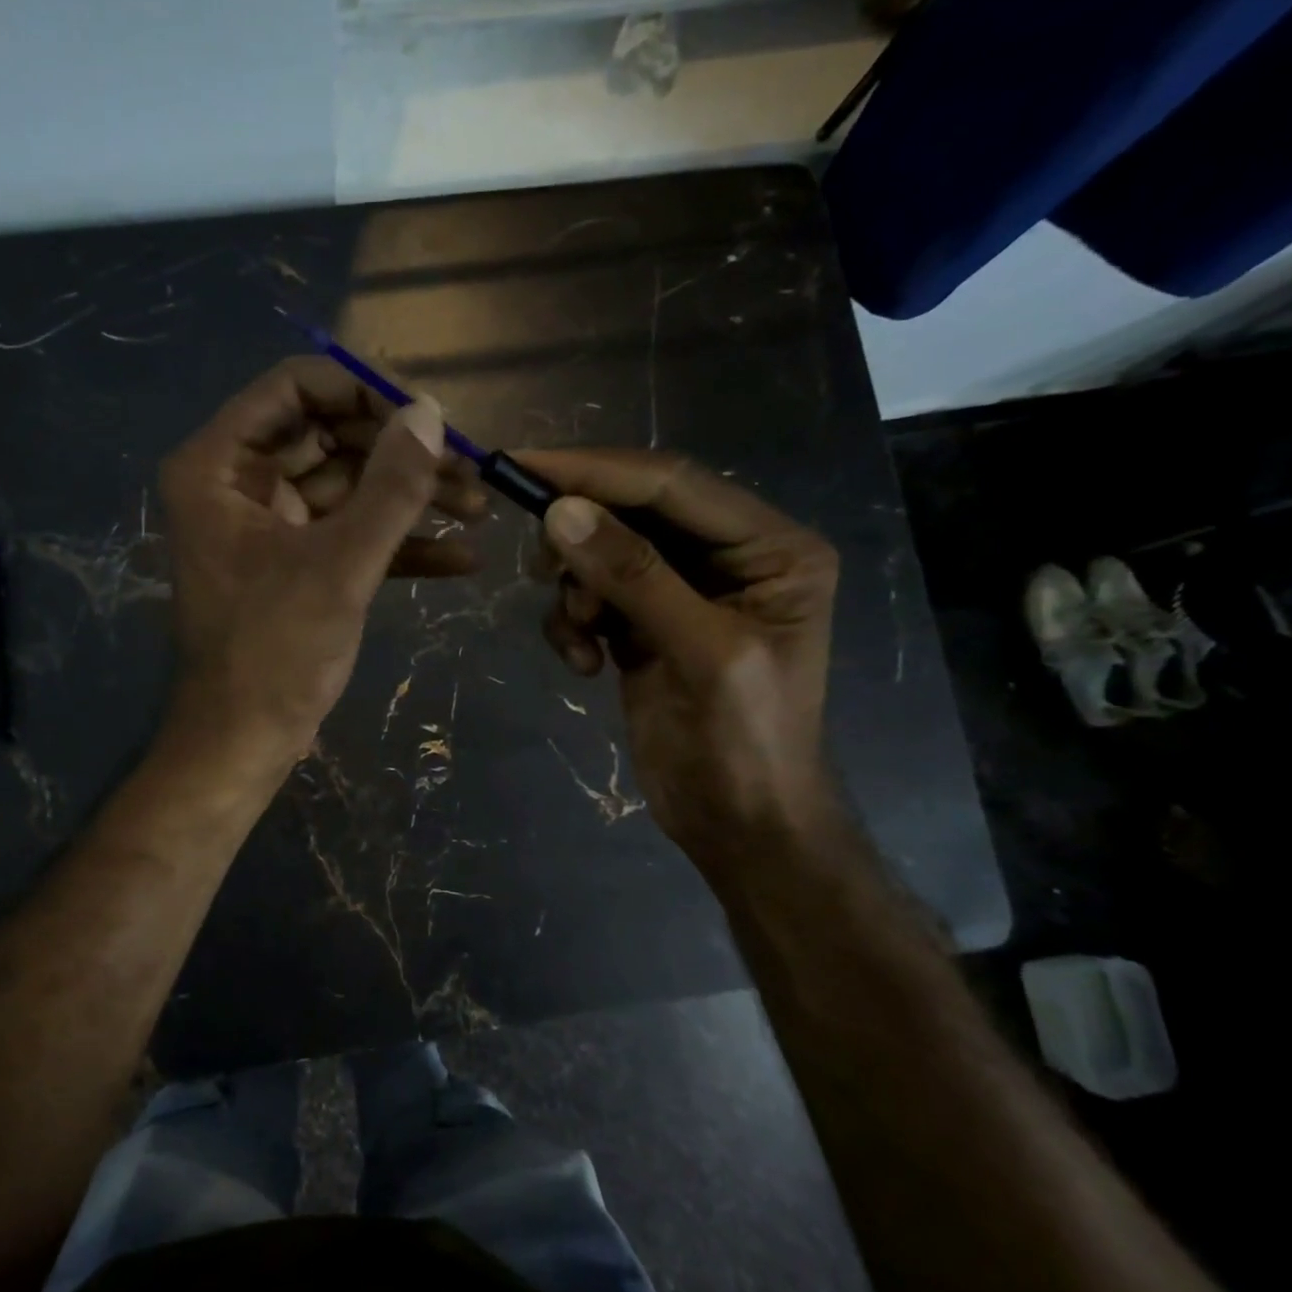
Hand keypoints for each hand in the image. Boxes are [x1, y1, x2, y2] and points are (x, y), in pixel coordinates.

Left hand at [159, 356, 485, 774]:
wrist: (245, 743)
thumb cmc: (276, 652)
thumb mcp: (340, 565)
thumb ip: (390, 487)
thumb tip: (431, 413)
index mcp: (220, 466)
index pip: (294, 388)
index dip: (363, 391)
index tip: (426, 415)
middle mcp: (240, 484)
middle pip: (330, 436)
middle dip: (401, 453)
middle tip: (468, 467)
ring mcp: (271, 526)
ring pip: (349, 488)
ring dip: (411, 498)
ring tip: (480, 507)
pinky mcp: (298, 565)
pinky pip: (350, 535)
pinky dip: (400, 545)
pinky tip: (463, 557)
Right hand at [521, 448, 838, 862]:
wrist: (740, 825)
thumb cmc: (747, 743)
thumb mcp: (701, 653)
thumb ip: (634, 577)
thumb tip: (559, 512)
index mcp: (769, 546)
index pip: (671, 484)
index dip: (595, 471)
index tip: (521, 466)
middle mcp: (727, 556)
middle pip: (632, 511)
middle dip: (579, 537)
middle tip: (539, 567)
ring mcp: (681, 591)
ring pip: (601, 554)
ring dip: (576, 592)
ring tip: (582, 638)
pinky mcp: (644, 625)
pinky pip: (591, 598)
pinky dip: (574, 625)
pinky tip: (585, 666)